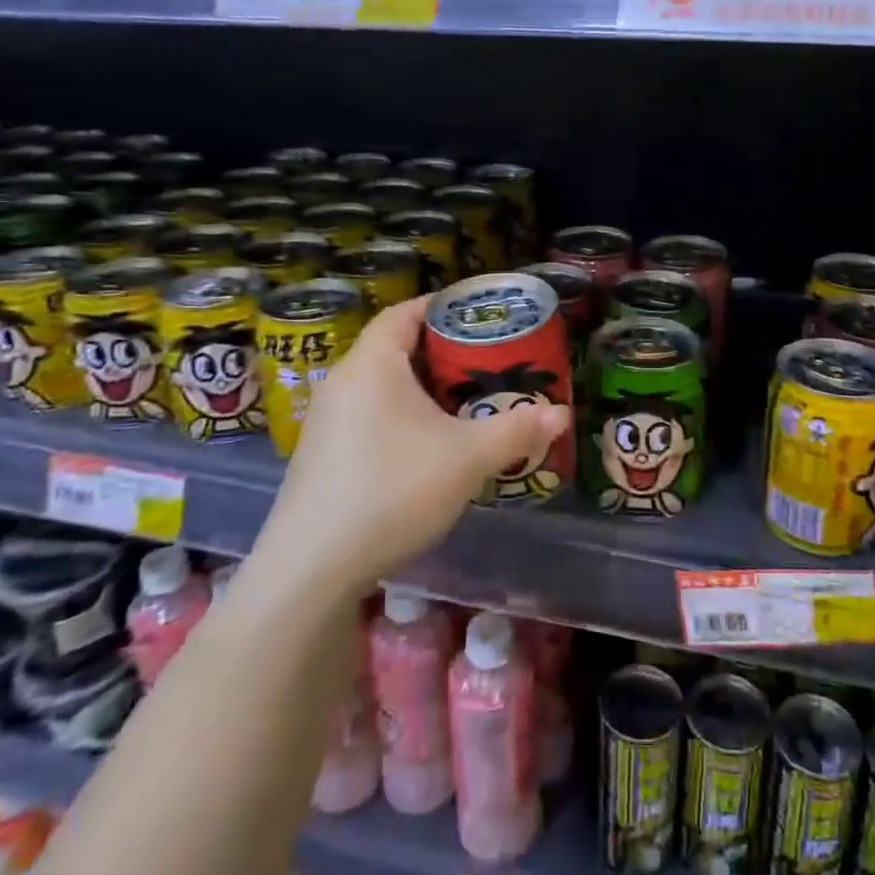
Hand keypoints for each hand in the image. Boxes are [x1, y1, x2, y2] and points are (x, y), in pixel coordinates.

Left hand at [247, 297, 570, 599]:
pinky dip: (401, 414)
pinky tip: (428, 445)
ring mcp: (326, 420)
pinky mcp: (322, 454)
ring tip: (465, 401)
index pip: (404, 312)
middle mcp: (342, 382)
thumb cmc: (392, 492)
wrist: (312, 569)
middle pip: (395, 347)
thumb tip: (562, 415)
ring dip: (422, 387)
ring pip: (382, 385)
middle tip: (485, 361)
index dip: (442, 306)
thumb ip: (516, 431)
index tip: (479, 313)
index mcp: (371, 365)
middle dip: (442, 351)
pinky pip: (368, 414)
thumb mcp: (466, 459)